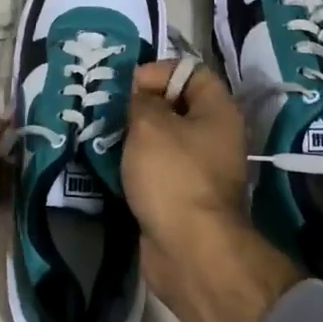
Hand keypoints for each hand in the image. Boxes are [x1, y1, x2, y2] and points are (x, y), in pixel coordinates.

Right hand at [125, 60, 303, 321]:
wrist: (190, 250)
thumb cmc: (173, 176)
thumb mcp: (150, 125)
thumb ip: (142, 101)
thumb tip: (142, 98)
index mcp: (218, 111)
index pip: (191, 72)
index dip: (159, 71)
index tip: (129, 86)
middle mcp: (216, 136)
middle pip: (177, 106)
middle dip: (141, 106)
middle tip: (109, 111)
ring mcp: (201, 170)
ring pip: (164, 141)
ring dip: (135, 138)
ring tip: (104, 137)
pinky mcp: (183, 198)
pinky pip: (158, 171)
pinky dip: (136, 167)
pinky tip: (111, 167)